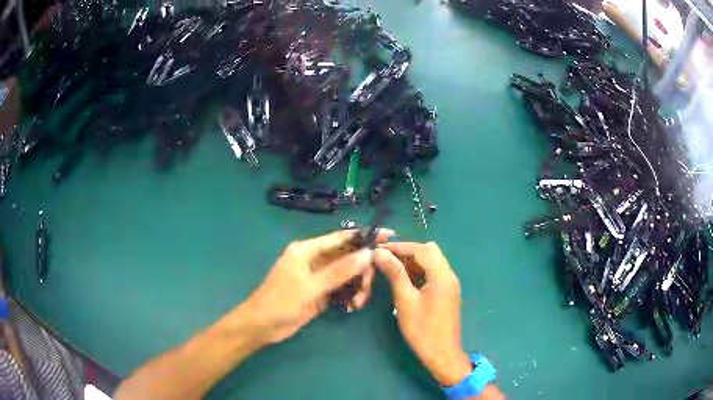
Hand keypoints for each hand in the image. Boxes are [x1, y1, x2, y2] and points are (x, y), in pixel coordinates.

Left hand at [242, 229, 393, 344]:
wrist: (262, 326)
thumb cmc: (281, 302)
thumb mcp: (311, 287)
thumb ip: (339, 271)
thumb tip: (368, 254)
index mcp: (308, 249)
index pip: (342, 237)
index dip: (365, 235)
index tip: (390, 235)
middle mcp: (315, 259)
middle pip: (348, 257)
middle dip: (362, 270)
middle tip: (367, 288)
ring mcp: (318, 276)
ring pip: (347, 274)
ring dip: (357, 286)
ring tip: (358, 303)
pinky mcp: (320, 292)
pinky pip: (342, 288)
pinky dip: (350, 296)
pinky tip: (352, 307)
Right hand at [375, 242, 470, 386]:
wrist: (442, 354)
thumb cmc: (422, 330)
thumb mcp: (405, 301)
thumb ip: (395, 274)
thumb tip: (380, 252)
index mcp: (442, 275)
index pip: (421, 249)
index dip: (400, 246)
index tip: (379, 249)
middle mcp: (449, 275)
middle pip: (428, 252)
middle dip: (406, 253)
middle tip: (384, 260)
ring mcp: (449, 284)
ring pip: (431, 262)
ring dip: (412, 262)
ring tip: (390, 270)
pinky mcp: (447, 292)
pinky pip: (432, 274)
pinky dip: (418, 272)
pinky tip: (403, 281)